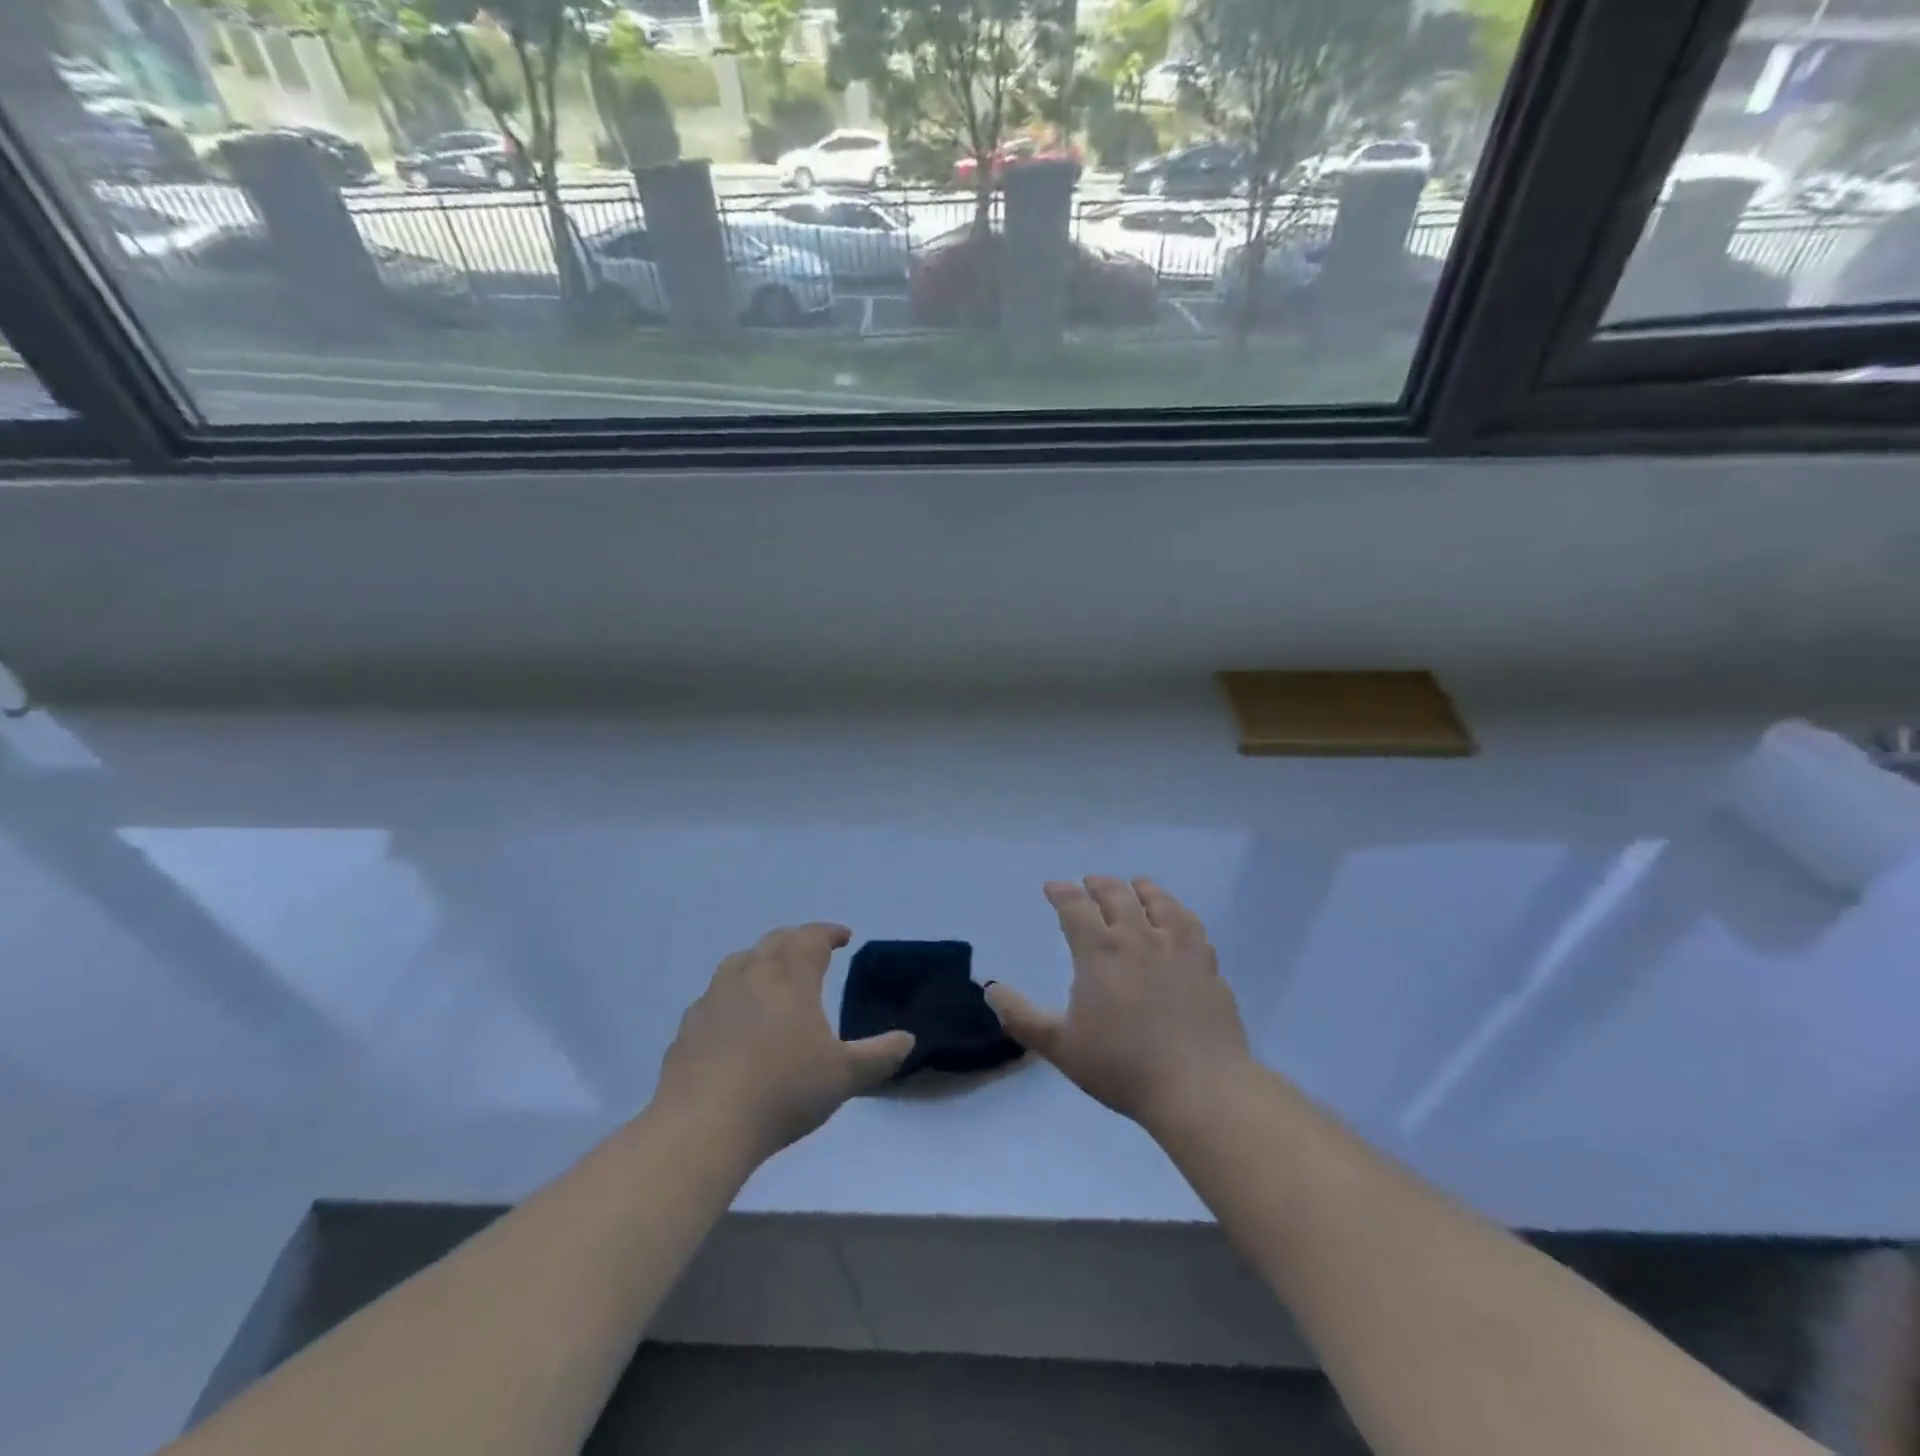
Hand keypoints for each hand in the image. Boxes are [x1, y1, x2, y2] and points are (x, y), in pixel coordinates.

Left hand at [653, 924, 913, 1159]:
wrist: (703, 1125)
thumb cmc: (783, 1092)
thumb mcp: (844, 1077)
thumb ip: (879, 1056)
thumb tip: (908, 1038)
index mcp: (791, 977)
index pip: (812, 938)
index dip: (829, 932)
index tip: (844, 936)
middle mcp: (752, 975)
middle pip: (776, 941)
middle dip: (797, 939)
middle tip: (812, 948)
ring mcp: (715, 998)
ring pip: (740, 961)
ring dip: (761, 958)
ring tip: (772, 973)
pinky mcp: (689, 1025)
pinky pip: (715, 994)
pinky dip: (732, 992)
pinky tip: (734, 1016)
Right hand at [986, 877, 1253, 1131]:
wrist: (1199, 1088)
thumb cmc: (1122, 1067)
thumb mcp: (1060, 1047)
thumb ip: (1021, 1016)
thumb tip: (989, 988)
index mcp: (1099, 952)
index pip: (1075, 906)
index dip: (1061, 892)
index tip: (1052, 888)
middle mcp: (1137, 937)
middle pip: (1116, 893)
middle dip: (1097, 884)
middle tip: (1088, 885)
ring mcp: (1177, 946)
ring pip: (1157, 899)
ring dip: (1139, 888)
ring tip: (1133, 888)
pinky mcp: (1207, 962)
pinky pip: (1190, 922)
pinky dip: (1176, 910)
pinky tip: (1174, 917)